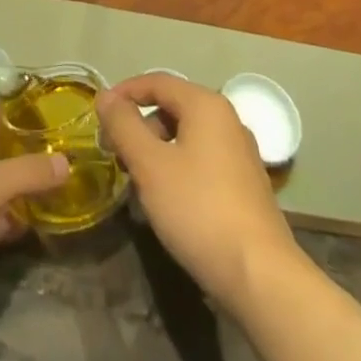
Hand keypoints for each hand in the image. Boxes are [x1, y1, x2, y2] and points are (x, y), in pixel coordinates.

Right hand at [97, 74, 296, 308]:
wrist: (262, 278)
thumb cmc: (199, 210)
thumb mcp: (150, 165)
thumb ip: (124, 125)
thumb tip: (105, 96)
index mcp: (205, 105)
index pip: (156, 82)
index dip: (124, 93)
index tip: (99, 115)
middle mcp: (227, 119)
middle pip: (172, 107)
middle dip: (140, 126)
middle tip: (115, 153)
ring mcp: (241, 153)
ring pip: (187, 137)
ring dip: (157, 150)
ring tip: (138, 181)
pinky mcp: (246, 185)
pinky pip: (203, 160)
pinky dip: (179, 168)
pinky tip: (168, 200)